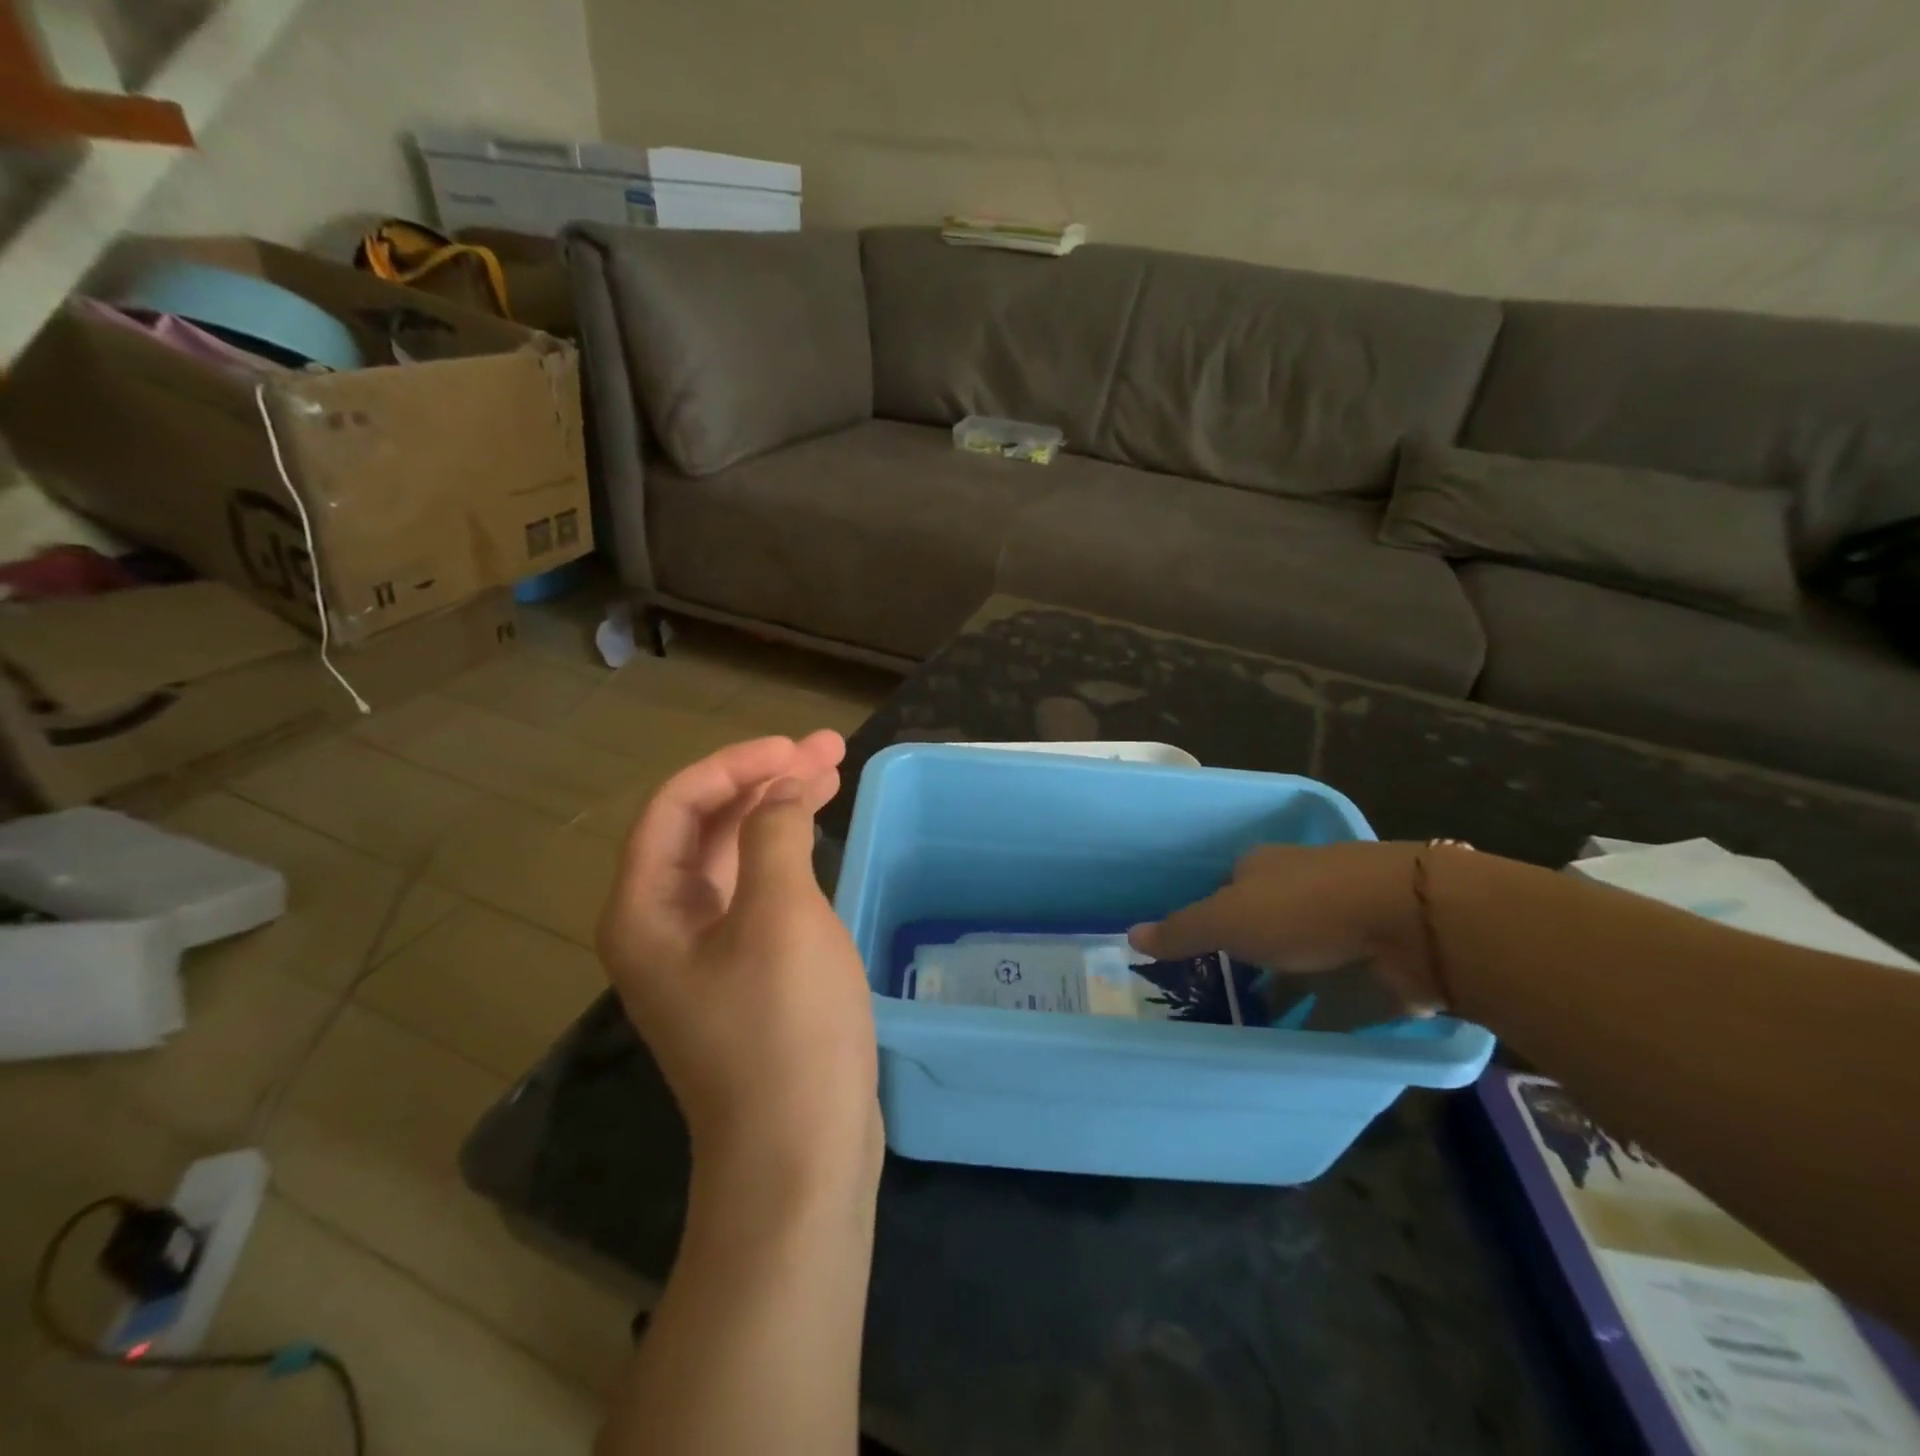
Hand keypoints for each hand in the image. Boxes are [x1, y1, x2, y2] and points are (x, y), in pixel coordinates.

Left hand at [598, 732, 881, 1190]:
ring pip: (732, 856)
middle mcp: (660, 924)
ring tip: (831, 775)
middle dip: (763, 780)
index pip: (676, 805)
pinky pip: (753, 891)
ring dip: (776, 812)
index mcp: (645, 908)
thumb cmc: (784, 1029)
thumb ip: (772, 835)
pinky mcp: (742, 972)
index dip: (735, 765)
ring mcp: (702, 951)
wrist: (799, 1153)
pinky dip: (784, 855)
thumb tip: (780, 792)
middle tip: (827, 751)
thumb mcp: (780, 915)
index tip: (795, 749)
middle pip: (704, 826)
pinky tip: (815, 837)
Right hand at [1128, 842, 1446, 1013]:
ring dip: (1282, 985)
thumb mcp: (1227, 919)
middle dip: (1244, 956)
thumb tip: (1129, 935)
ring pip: (1299, 957)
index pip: (1225, 890)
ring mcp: (1342, 922)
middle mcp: (1300, 888)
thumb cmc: (1303, 909)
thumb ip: (1182, 931)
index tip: (1194, 955)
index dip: (1208, 918)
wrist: (1407, 921)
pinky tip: (1300, 1038)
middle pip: (1262, 923)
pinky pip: (1336, 988)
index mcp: (1262, 867)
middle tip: (1217, 997)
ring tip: (1251, 1025)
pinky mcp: (1375, 958)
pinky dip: (1319, 1011)